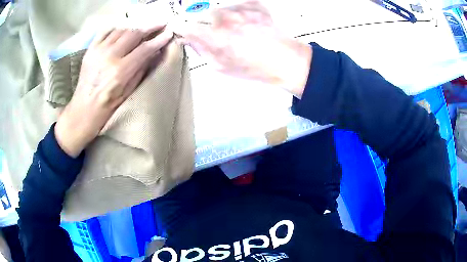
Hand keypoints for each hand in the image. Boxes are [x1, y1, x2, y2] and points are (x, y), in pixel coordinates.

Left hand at [55, 26, 173, 157]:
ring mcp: (98, 51)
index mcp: (120, 71)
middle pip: (133, 34)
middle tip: (160, 24)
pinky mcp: (90, 49)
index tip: (169, 33)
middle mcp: (110, 56)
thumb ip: (141, 70)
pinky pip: (106, 31)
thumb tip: (153, 53)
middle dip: (149, 28)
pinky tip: (122, 31)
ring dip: (134, 29)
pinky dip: (116, 29)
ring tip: (141, 30)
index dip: (159, 40)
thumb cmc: (107, 107)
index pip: (144, 49)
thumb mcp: (128, 92)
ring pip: (121, 30)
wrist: (83, 110)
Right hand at [173, 0, 311, 96]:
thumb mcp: (221, 66)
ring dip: (219, 17)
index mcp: (214, 36)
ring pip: (218, 8)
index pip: (184, 25)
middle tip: (212, 33)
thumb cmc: (254, 67)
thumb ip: (201, 49)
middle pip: (200, 13)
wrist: (284, 60)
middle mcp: (225, 18)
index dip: (180, 27)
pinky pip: (236, 4)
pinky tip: (244, 23)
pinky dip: (236, 12)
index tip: (181, 29)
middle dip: (201, 23)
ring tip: (233, 30)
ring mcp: (241, 9)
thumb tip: (189, 39)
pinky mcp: (253, 4)